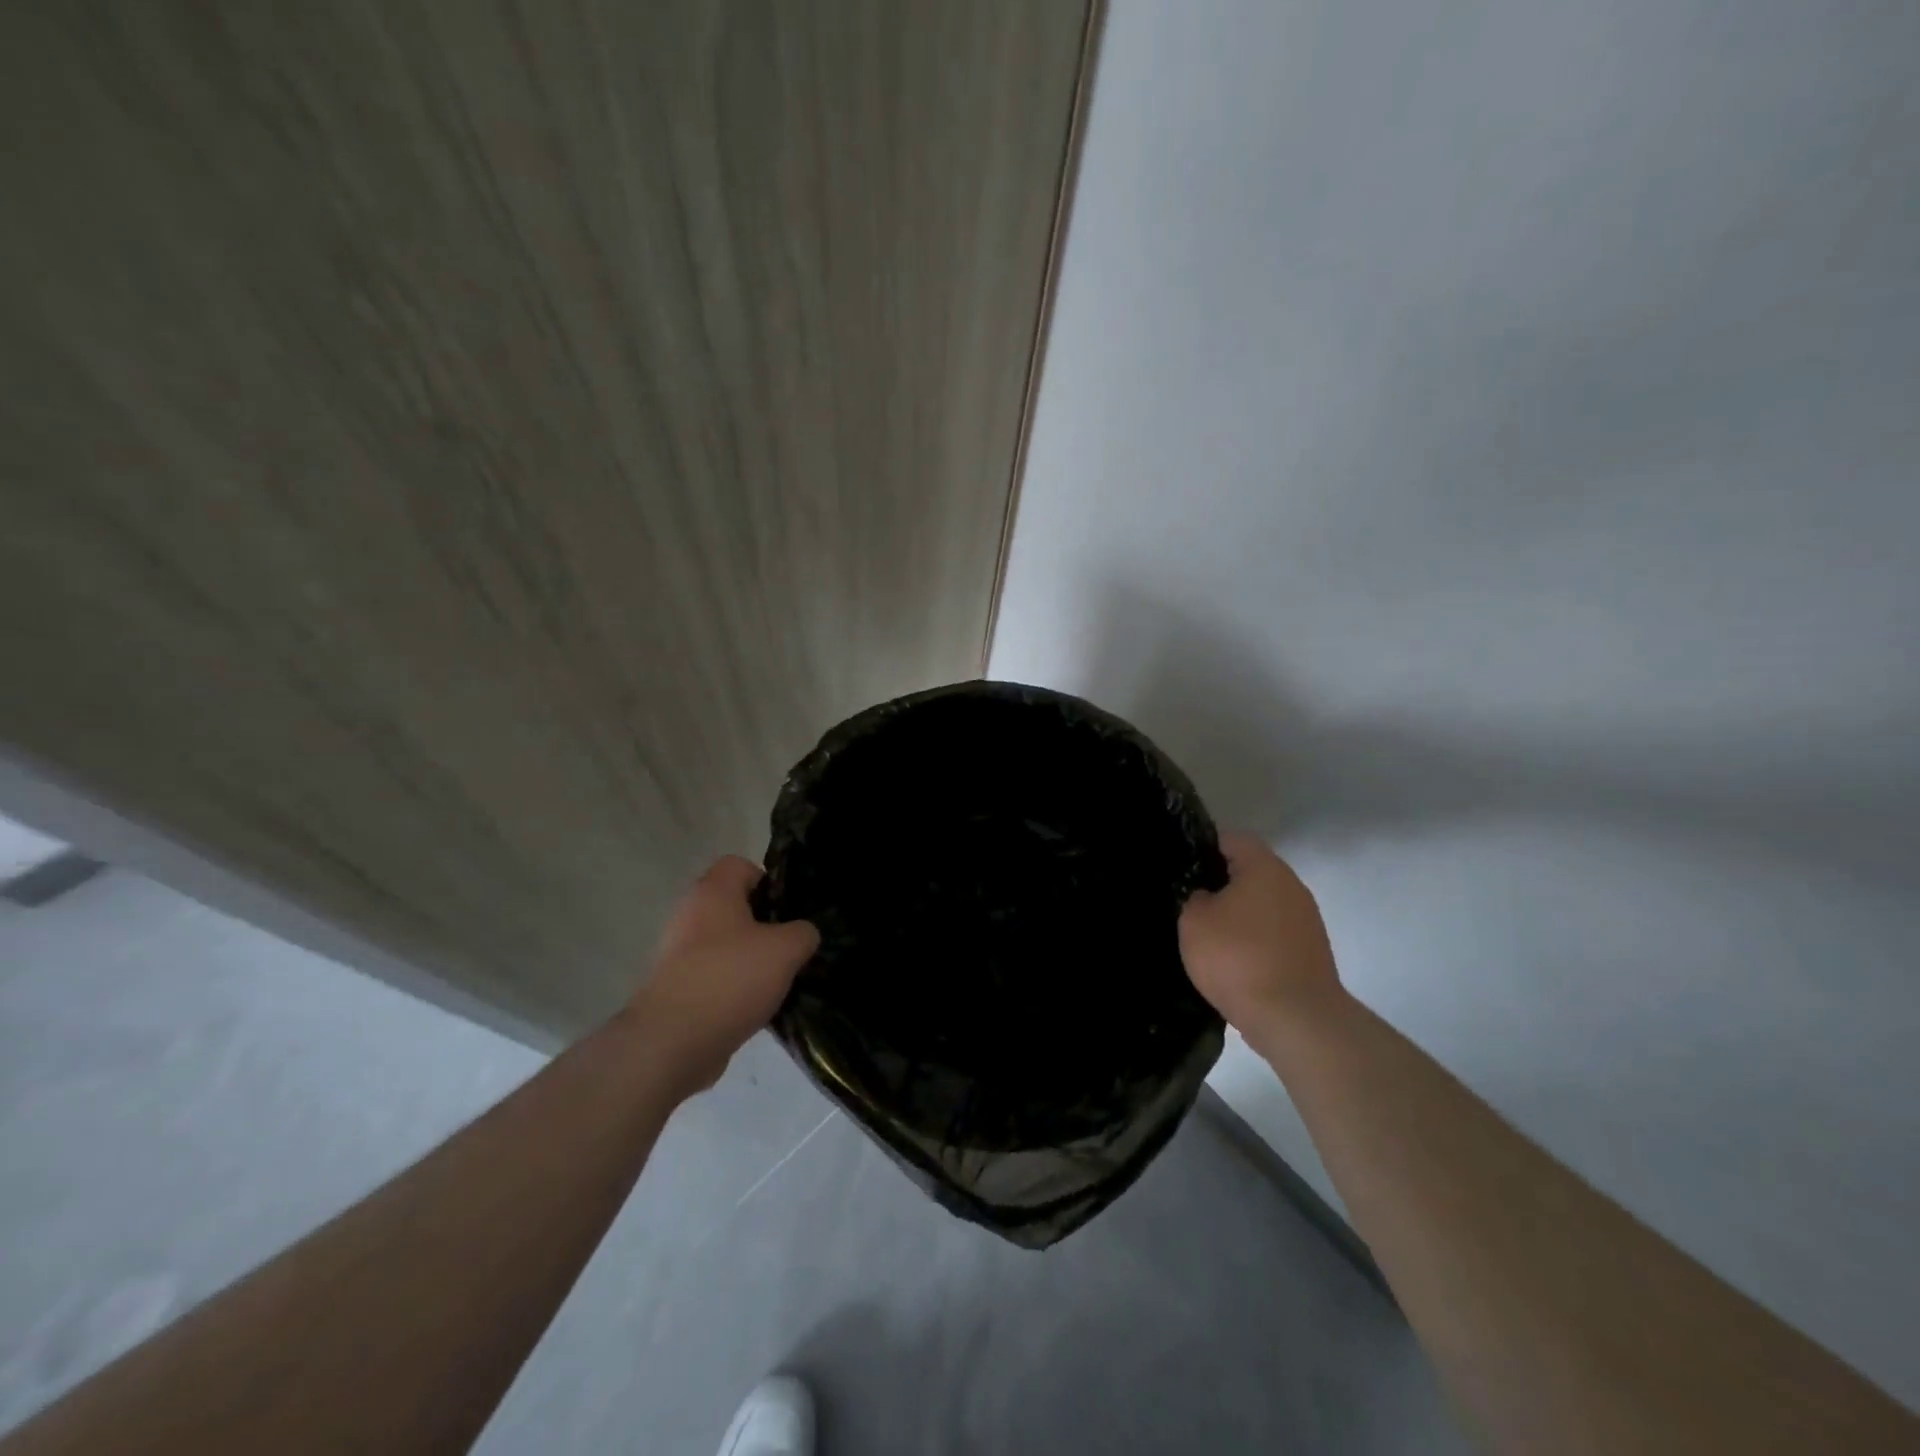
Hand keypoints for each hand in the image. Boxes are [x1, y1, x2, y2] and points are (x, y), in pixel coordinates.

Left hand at [627, 856, 818, 1092]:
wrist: (671, 1043)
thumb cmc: (731, 979)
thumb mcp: (786, 949)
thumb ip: (803, 933)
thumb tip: (802, 934)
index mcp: (712, 892)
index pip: (740, 865)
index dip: (768, 881)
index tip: (789, 910)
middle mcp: (690, 915)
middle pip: (734, 906)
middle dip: (765, 925)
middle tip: (790, 947)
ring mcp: (677, 953)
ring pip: (725, 944)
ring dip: (751, 959)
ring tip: (778, 981)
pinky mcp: (675, 988)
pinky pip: (714, 976)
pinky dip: (734, 987)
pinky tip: (756, 1007)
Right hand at [1179, 832, 1342, 1035]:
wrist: (1295, 1019)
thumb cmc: (1237, 958)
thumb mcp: (1194, 921)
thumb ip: (1195, 898)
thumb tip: (1207, 898)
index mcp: (1264, 867)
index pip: (1232, 839)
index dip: (1203, 847)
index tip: (1183, 867)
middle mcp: (1291, 885)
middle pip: (1251, 871)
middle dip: (1221, 883)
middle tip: (1191, 902)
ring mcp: (1306, 920)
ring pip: (1263, 904)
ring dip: (1240, 915)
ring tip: (1210, 936)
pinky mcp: (1311, 952)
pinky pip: (1274, 933)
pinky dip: (1254, 941)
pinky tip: (1233, 962)